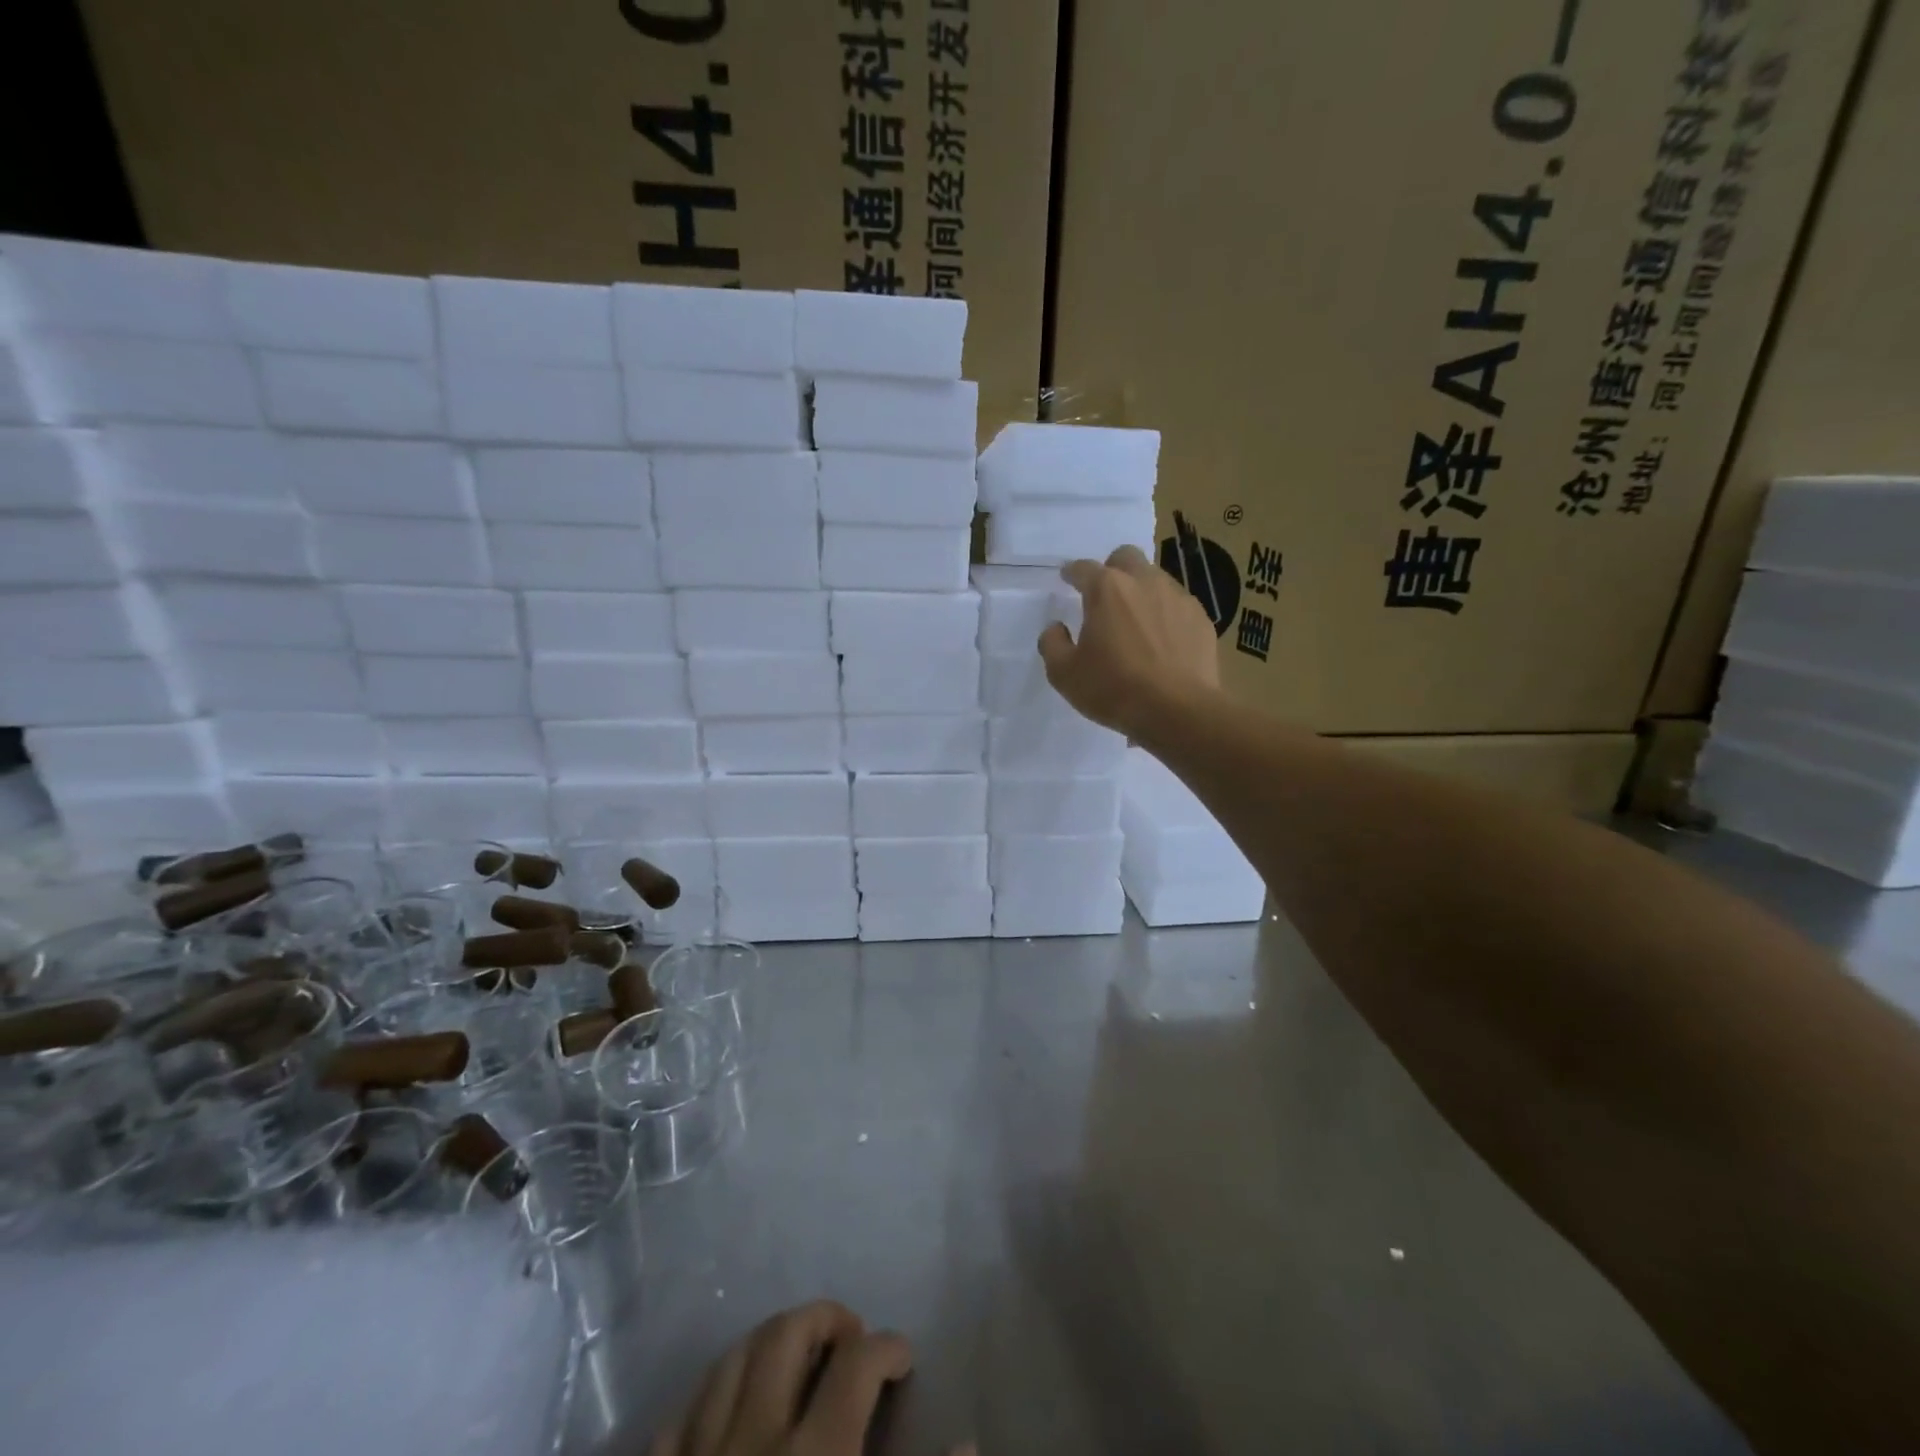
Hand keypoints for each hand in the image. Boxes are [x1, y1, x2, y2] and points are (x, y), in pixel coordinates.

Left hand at [649, 1301, 914, 1455]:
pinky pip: (680, 1417)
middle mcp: (753, 1438)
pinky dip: (713, 1397)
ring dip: (769, 1344)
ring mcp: (697, 1455)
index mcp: (814, 1454)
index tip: (902, 1355)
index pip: (857, 1366)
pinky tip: (730, 1406)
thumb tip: (967, 1437)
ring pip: (731, 1360)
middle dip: (825, 1319)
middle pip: (787, 1335)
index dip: (887, 1347)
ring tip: (796, 1356)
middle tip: (850, 1336)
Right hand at [1039, 544, 1220, 739]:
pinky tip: (1163, 642)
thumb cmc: (1114, 689)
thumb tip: (1056, 628)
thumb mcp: (1065, 674)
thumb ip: (1053, 644)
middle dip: (1113, 569)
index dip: (1072, 573)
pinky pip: (1178, 605)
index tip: (1067, 579)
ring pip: (1156, 579)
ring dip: (1141, 591)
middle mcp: (1144, 582)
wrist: (1178, 711)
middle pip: (1126, 557)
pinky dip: (1166, 615)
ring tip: (1136, 623)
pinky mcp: (1201, 618)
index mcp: (1106, 589)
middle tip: (1105, 596)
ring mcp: (1177, 597)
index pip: (1083, 568)